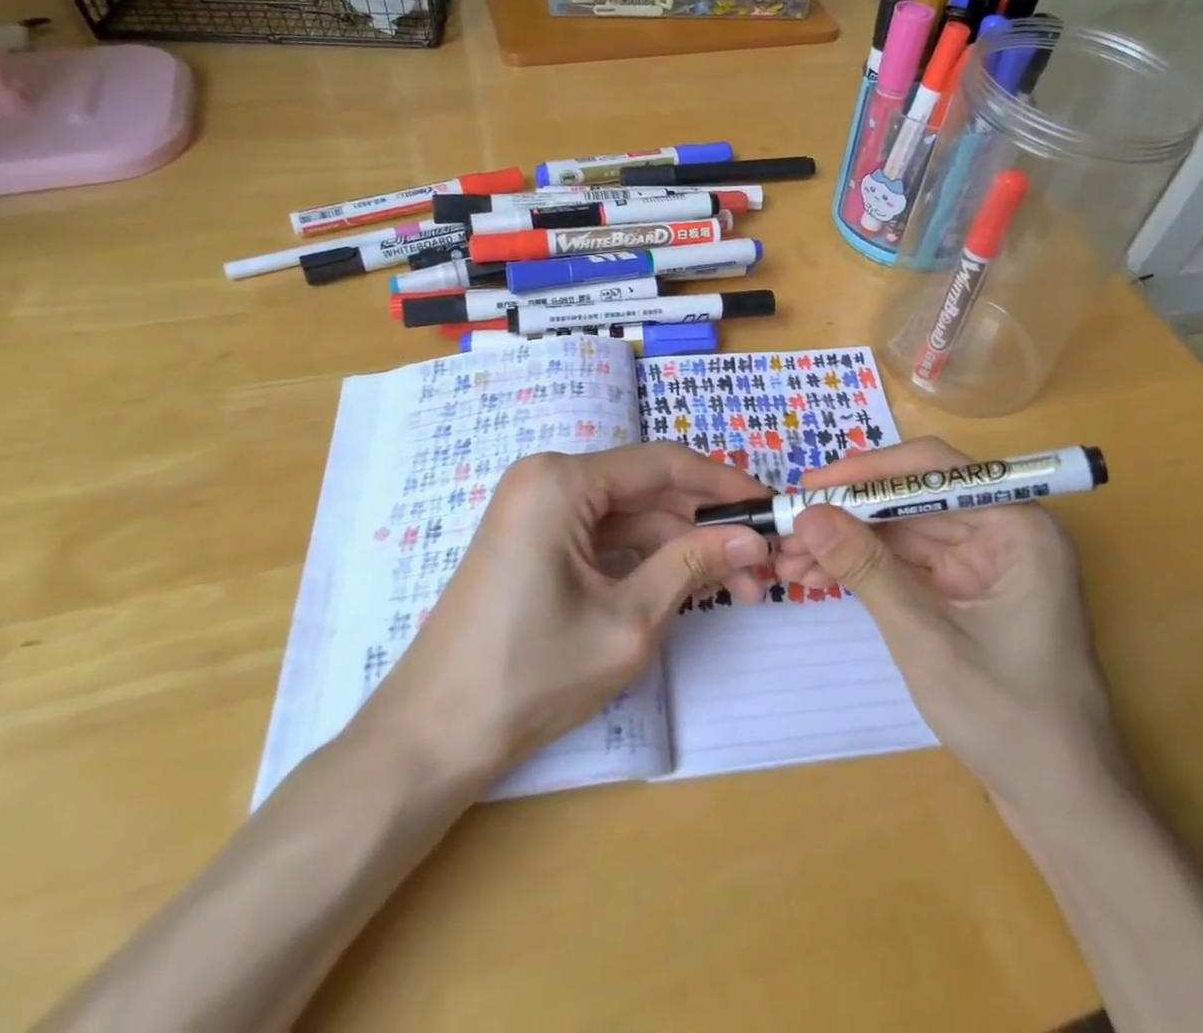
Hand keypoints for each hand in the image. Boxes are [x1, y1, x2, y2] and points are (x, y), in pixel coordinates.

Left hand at [364, 444, 771, 781]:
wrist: (432, 738)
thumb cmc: (531, 674)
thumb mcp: (629, 621)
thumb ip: (693, 565)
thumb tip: (753, 537)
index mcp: (562, 480)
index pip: (662, 463)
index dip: (722, 483)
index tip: (770, 505)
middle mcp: (547, 479)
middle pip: (646, 491)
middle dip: (704, 527)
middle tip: (758, 566)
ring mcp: (536, 510)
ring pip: (628, 517)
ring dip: (679, 548)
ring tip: (733, 588)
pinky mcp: (532, 541)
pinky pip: (602, 536)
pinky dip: (644, 559)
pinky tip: (684, 587)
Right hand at [779, 438, 1120, 793]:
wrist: (1062, 806)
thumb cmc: (1008, 718)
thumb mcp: (925, 638)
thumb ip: (866, 569)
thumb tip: (808, 515)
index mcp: (1018, 525)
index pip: (933, 470)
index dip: (868, 472)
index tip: (810, 487)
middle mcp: (1004, 531)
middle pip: (912, 500)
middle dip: (848, 515)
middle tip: (787, 528)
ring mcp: (986, 562)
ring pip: (903, 532)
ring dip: (848, 543)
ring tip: (789, 560)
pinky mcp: (968, 591)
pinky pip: (908, 564)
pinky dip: (866, 569)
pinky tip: (818, 578)